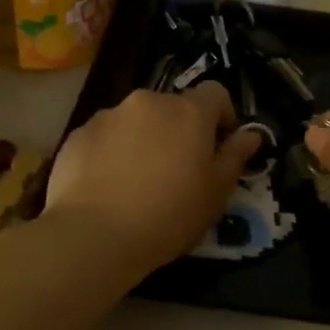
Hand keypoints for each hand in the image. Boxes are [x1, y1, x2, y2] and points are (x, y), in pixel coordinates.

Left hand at [43, 83, 260, 275]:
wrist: (94, 235)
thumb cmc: (168, 215)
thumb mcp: (216, 193)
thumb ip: (235, 157)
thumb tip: (251, 135)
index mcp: (188, 112)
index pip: (215, 93)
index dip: (222, 117)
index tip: (219, 147)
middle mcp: (148, 102)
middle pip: (172, 108)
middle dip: (179, 131)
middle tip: (177, 171)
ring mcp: (108, 115)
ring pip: (136, 121)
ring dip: (143, 140)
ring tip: (137, 182)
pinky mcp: (78, 134)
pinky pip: (105, 137)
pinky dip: (111, 153)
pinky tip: (107, 187)